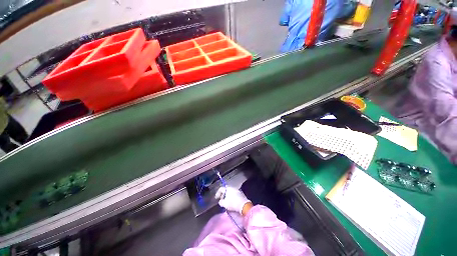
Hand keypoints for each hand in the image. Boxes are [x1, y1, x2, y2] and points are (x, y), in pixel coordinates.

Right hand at [215, 186, 251, 214]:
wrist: (243, 205)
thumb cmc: (232, 203)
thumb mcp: (224, 204)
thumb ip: (221, 202)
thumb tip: (220, 201)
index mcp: (227, 188)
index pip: (221, 189)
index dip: (217, 193)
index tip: (216, 198)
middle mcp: (232, 187)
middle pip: (225, 190)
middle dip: (223, 194)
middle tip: (221, 200)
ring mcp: (237, 190)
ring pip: (230, 191)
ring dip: (227, 196)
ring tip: (226, 201)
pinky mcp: (240, 193)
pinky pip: (233, 193)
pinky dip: (231, 196)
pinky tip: (231, 201)